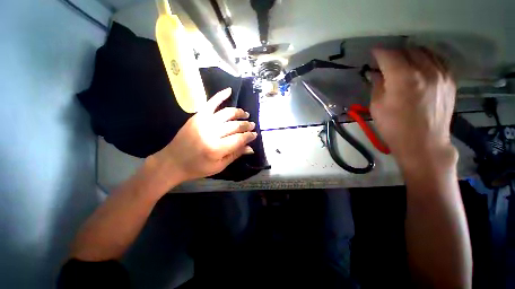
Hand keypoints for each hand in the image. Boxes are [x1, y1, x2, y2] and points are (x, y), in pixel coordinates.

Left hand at [149, 87, 256, 184]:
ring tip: (245, 114)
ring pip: (227, 113)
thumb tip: (251, 148)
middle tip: (252, 125)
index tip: (255, 134)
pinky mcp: (197, 116)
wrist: (172, 162)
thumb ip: (235, 155)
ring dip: (238, 112)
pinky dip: (220, 96)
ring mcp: (203, 122)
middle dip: (246, 125)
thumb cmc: (197, 167)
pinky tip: (229, 90)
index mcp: (217, 149)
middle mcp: (211, 133)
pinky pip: (211, 103)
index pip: (239, 139)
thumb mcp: (219, 166)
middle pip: (234, 126)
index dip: (249, 136)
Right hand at [370, 48, 457, 168]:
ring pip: (425, 51)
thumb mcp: (377, 107)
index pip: (389, 55)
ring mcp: (441, 74)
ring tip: (403, 61)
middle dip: (395, 52)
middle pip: (409, 49)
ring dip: (411, 53)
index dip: (379, 52)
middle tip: (386, 60)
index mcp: (404, 79)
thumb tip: (376, 73)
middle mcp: (426, 71)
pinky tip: (421, 65)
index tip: (373, 53)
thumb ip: (377, 85)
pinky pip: (438, 60)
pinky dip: (427, 58)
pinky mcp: (450, 81)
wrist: (424, 144)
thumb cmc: (394, 128)